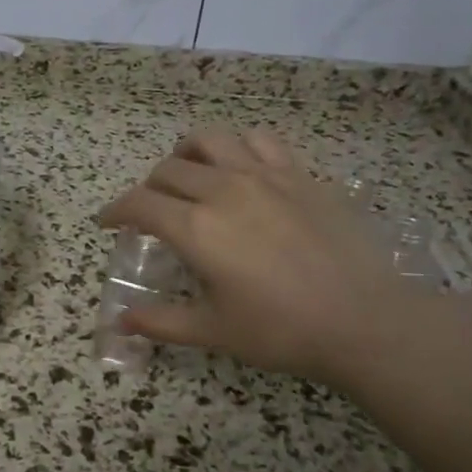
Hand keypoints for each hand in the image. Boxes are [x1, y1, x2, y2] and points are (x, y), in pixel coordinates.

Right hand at [97, 129, 426, 387]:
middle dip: (148, 189)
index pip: (139, 205)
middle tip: (151, 213)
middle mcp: (223, 189)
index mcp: (196, 228)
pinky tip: (241, 168)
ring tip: (189, 174)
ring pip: (210, 140)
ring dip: (187, 154)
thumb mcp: (213, 331)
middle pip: (168, 170)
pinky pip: (258, 141)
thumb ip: (160, 322)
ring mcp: (264, 176)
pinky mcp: (299, 174)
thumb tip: (119, 322)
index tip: (107, 223)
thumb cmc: (282, 331)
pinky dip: (238, 147)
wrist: (365, 320)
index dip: (115, 211)